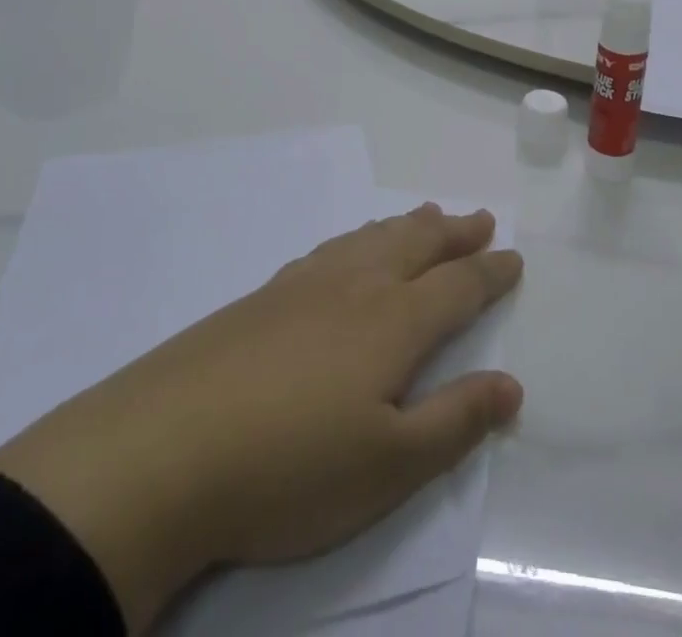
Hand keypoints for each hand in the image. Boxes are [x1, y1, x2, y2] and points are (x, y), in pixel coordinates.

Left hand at [0, 205, 524, 632]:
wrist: (167, 448)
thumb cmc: (292, 467)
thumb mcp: (389, 465)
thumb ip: (455, 420)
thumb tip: (512, 384)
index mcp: (394, 321)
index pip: (458, 286)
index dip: (490, 271)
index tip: (514, 257)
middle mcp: (357, 286)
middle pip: (417, 244)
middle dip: (455, 231)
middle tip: (479, 217)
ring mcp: (307, 285)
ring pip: (373, 238)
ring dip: (408, 225)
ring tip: (428, 213)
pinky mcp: (266, 295)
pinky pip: (332, 247)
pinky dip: (359, 237)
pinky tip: (351, 247)